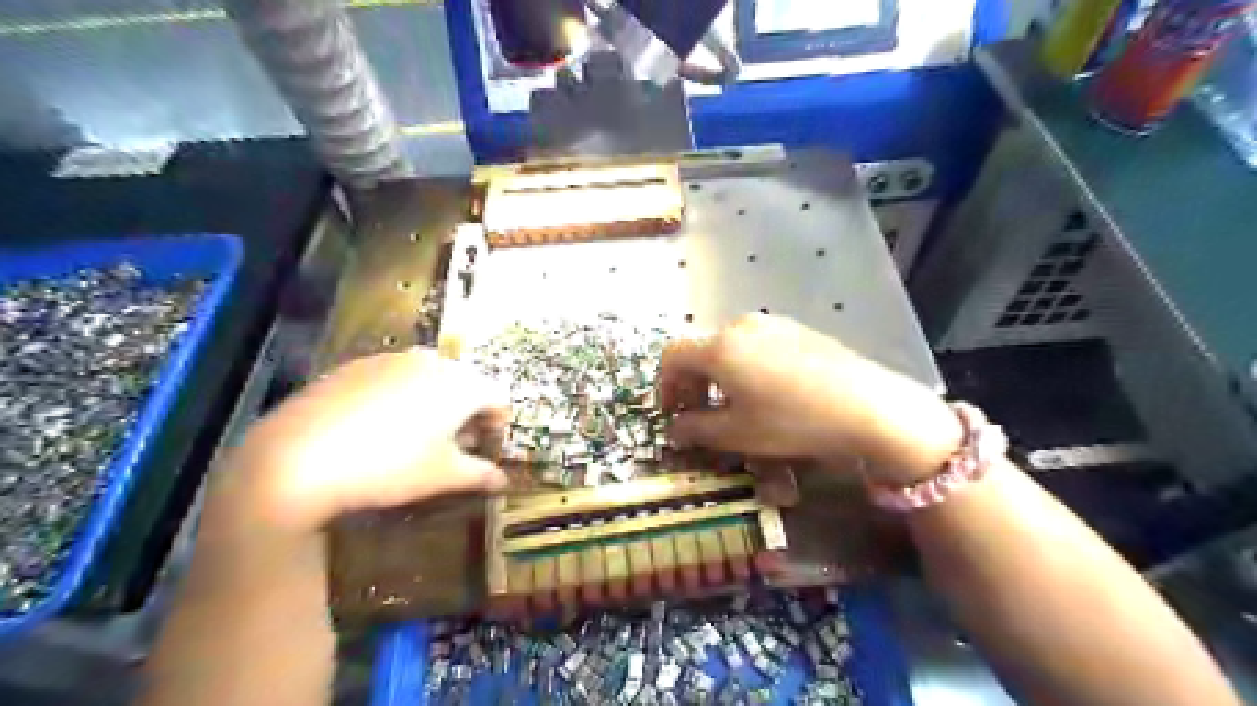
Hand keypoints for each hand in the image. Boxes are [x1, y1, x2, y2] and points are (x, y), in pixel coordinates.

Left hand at [230, 351, 510, 531]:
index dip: (498, 424)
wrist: (299, 457)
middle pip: (466, 383)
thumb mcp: (443, 476)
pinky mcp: (357, 365)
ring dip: (435, 403)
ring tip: (416, 437)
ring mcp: (392, 359)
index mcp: (462, 385)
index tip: (484, 450)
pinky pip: (395, 377)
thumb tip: (503, 482)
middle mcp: (433, 362)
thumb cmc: (389, 467)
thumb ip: (480, 475)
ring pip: (429, 378)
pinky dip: (400, 397)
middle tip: (453, 446)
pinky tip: (377, 428)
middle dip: (467, 413)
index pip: (498, 396)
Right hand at [660, 315, 964, 484]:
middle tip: (699, 414)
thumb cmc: (792, 421)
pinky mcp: (796, 328)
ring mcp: (772, 324)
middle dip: (692, 383)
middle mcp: (740, 326)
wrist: (867, 405)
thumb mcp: (738, 433)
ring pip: (729, 347)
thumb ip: (696, 429)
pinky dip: (745, 366)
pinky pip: (756, 344)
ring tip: (734, 405)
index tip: (672, 413)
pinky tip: (766, 392)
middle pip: (700, 350)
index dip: (664, 385)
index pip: (672, 356)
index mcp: (719, 347)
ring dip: (719, 376)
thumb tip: (675, 428)